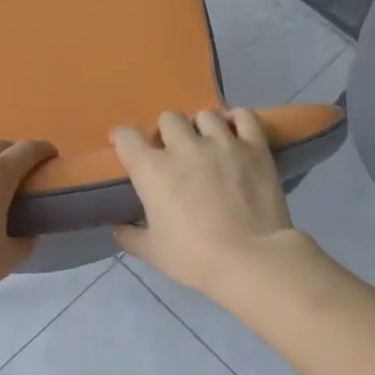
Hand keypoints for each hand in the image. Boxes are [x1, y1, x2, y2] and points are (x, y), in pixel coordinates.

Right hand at [111, 110, 298, 295]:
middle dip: (166, 132)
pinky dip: (237, 121)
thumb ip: (130, 236)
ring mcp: (222, 143)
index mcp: (152, 170)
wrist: (250, 259)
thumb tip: (119, 227)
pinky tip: (236, 134)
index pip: (127, 137)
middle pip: (168, 118)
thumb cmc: (194, 258)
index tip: (126, 148)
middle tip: (173, 152)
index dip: (123, 139)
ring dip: (201, 127)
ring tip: (207, 144)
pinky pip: (244, 117)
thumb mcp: (152, 252)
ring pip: (205, 114)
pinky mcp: (254, 148)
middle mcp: (184, 147)